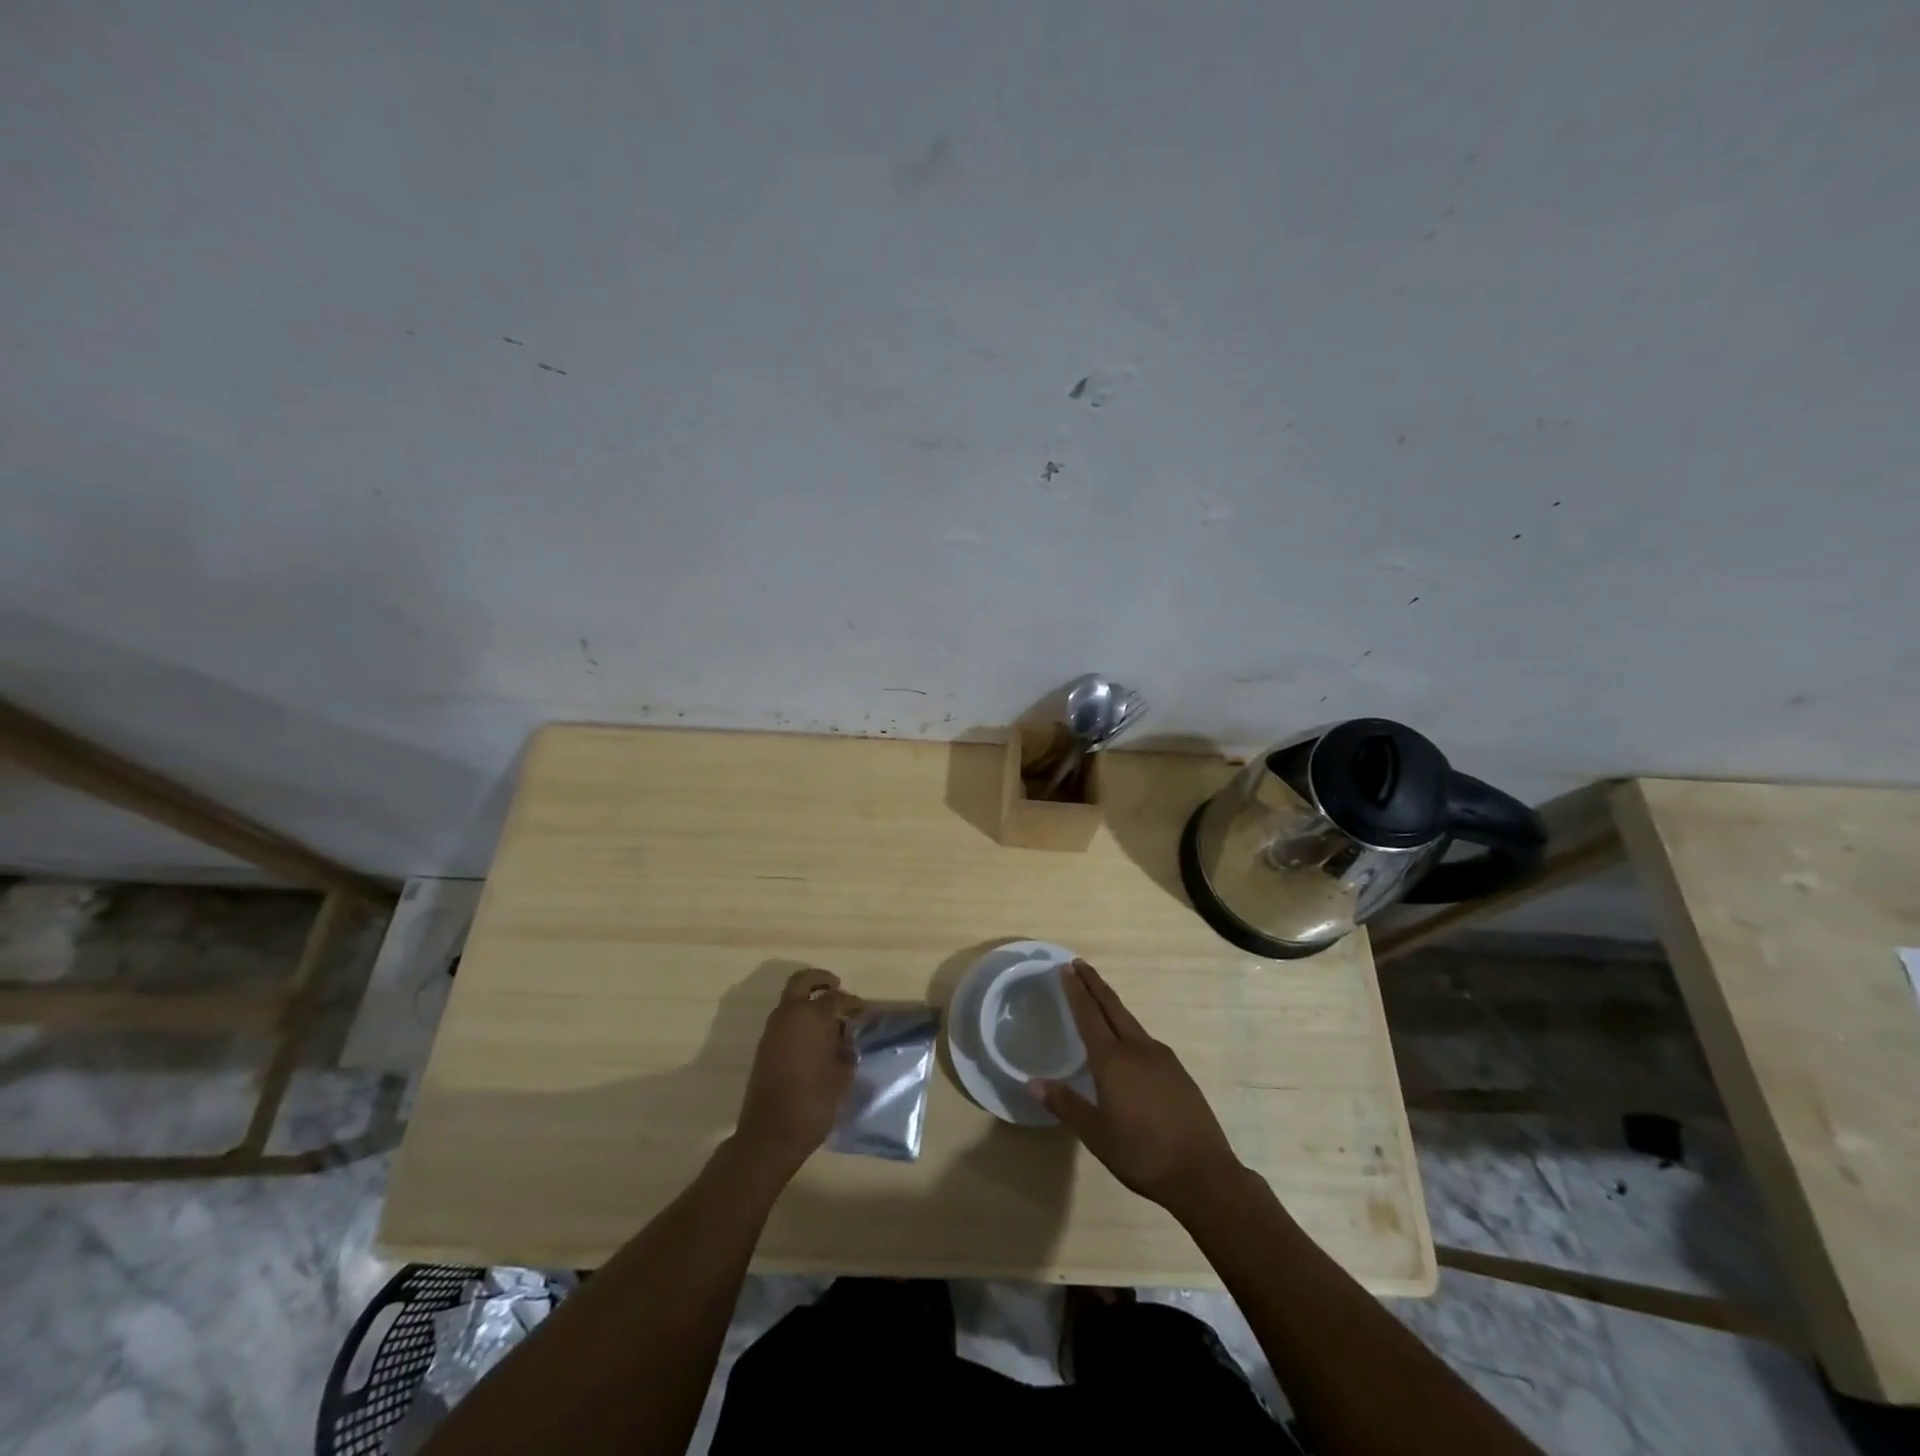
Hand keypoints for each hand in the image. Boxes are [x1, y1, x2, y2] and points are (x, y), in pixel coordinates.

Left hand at [734, 968, 862, 1174]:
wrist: (771, 1133)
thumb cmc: (814, 1102)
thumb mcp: (842, 1075)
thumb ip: (845, 1050)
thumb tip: (844, 1039)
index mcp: (812, 1017)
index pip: (836, 998)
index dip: (852, 1003)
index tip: (862, 1011)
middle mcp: (789, 1015)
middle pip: (803, 981)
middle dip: (821, 980)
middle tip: (837, 988)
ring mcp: (772, 1030)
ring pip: (790, 999)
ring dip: (807, 1000)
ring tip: (828, 1019)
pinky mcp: (764, 1046)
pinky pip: (784, 1019)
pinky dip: (798, 1018)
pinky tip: (813, 1038)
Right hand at [1032, 959, 1244, 1217]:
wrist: (1203, 1173)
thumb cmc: (1142, 1154)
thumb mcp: (1096, 1135)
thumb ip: (1065, 1104)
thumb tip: (1032, 1083)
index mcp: (1113, 1060)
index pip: (1089, 1015)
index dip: (1076, 991)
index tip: (1066, 968)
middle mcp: (1137, 1049)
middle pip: (1112, 1007)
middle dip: (1094, 984)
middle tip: (1078, 964)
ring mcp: (1162, 1058)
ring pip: (1130, 1022)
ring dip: (1112, 1005)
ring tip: (1099, 1000)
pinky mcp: (1178, 1072)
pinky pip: (1146, 1040)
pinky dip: (1129, 1029)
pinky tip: (1128, 1044)